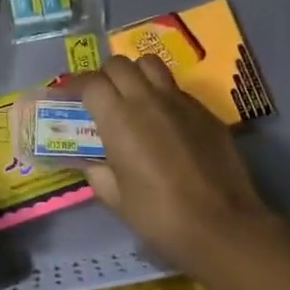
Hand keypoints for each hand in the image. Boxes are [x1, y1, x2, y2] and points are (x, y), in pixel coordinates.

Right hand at [71, 56, 287, 269]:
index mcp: (118, 118)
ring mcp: (180, 102)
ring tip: (132, 97)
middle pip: (119, 64)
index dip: (75, 85)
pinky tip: (164, 121)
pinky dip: (162, 94)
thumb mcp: (116, 198)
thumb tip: (92, 163)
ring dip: (135, 74)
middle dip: (104, 75)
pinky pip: (177, 89)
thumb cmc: (159, 215)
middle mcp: (148, 99)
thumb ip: (98, 173)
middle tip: (100, 98)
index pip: (90, 82)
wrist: (221, 225)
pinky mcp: (205, 112)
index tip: (68, 97)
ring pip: (151, 65)